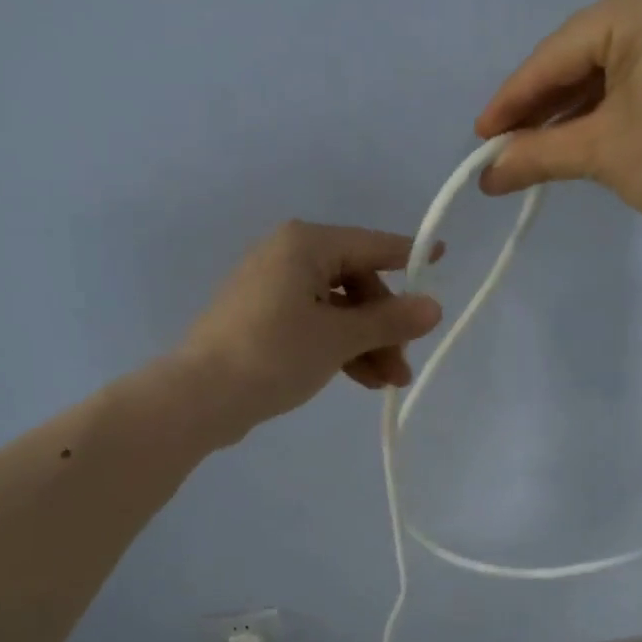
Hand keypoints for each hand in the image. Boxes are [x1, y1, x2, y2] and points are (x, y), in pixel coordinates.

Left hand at [173, 220, 443, 440]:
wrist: (200, 396)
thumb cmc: (274, 354)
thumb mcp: (339, 338)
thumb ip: (389, 321)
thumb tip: (434, 306)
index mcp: (304, 245)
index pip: (371, 245)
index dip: (409, 256)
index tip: (441, 257)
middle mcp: (286, 257)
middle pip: (355, 283)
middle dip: (384, 326)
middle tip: (403, 366)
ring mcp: (270, 289)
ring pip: (335, 309)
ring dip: (365, 344)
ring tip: (387, 384)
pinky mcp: (260, 320)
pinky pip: (312, 324)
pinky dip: (337, 348)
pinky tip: (358, 379)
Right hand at [476, 0, 641, 240]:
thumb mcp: (600, 152)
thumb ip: (536, 154)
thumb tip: (488, 176)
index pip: (557, 54)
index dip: (512, 101)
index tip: (480, 139)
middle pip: (585, 53)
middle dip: (543, 104)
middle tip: (504, 146)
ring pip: (615, 63)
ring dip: (575, 107)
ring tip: (537, 148)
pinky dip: (612, 103)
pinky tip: (585, 133)